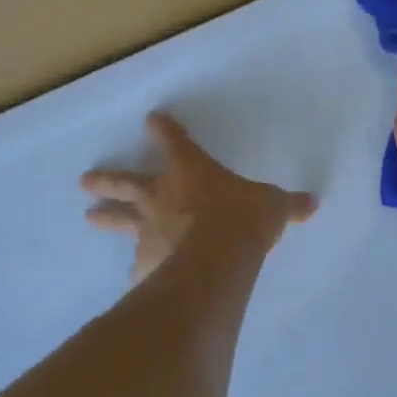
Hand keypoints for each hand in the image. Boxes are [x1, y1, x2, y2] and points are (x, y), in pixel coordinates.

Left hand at [81, 112, 315, 280]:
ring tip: (90, 215)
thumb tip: (312, 203)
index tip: (152, 120)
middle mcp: (161, 196)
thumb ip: (286, 205)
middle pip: (127, 182)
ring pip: (121, 219)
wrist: (218, 258)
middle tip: (85, 180)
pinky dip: (136, 267)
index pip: (174, 142)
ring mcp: (149, 229)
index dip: (165, 130)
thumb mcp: (272, 206)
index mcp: (190, 171)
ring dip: (106, 216)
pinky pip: (138, 263)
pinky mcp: (146, 261)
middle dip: (108, 179)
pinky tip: (132, 276)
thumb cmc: (243, 219)